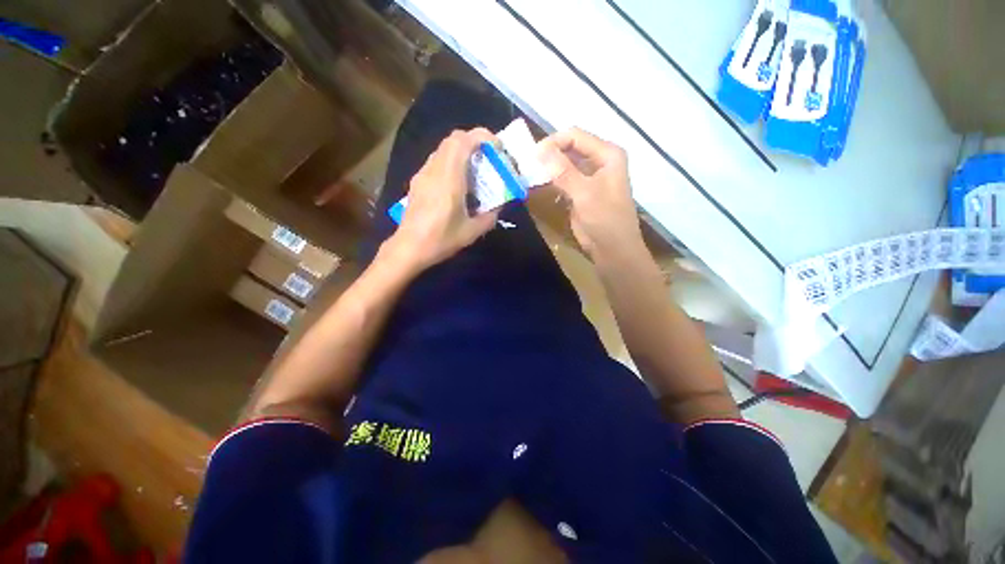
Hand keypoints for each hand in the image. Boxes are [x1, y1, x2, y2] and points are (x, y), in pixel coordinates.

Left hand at [383, 128, 500, 272]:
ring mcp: (423, 174)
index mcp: (449, 179)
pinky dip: (451, 161)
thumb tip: (499, 207)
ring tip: (474, 170)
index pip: (463, 141)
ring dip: (461, 151)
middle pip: (453, 139)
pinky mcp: (417, 182)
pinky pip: (436, 161)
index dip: (482, 137)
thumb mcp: (472, 232)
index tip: (497, 147)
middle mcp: (434, 170)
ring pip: (443, 149)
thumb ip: (490, 217)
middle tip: (488, 157)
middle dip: (474, 141)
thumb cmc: (441, 239)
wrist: (409, 248)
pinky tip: (457, 183)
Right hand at [538, 128, 642, 259]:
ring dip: (548, 168)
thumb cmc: (605, 220)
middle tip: (526, 163)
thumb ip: (563, 171)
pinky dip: (551, 180)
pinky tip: (537, 183)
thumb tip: (539, 150)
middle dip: (548, 154)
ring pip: (564, 164)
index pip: (575, 137)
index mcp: (607, 155)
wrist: (612, 249)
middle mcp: (599, 161)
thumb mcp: (585, 193)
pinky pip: (563, 180)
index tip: (531, 155)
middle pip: (569, 148)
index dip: (553, 142)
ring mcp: (589, 177)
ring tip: (527, 172)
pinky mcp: (580, 192)